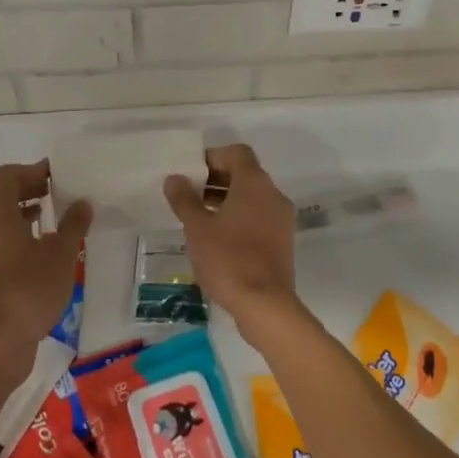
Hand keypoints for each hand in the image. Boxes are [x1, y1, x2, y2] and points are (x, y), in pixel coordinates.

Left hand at [0, 161, 91, 375]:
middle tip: (54, 193)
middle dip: (26, 190)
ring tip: (49, 220)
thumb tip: (83, 203)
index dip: (32, 171)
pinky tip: (38, 250)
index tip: (56, 176)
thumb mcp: (62, 252)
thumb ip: (73, 224)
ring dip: (20, 213)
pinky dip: (14, 234)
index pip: (9, 174)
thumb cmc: (31, 286)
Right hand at [163, 143, 298, 334]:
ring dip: (228, 200)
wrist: (265, 304)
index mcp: (254, 183)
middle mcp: (273, 194)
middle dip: (217, 180)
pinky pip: (260, 217)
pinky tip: (219, 238)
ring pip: (253, 197)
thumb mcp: (198, 228)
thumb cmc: (228, 259)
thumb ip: (185, 200)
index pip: (237, 153)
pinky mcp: (283, 241)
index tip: (192, 172)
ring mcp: (282, 218)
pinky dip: (241, 218)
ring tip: (200, 218)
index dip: (214, 157)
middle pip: (246, 174)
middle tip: (190, 195)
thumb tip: (174, 178)